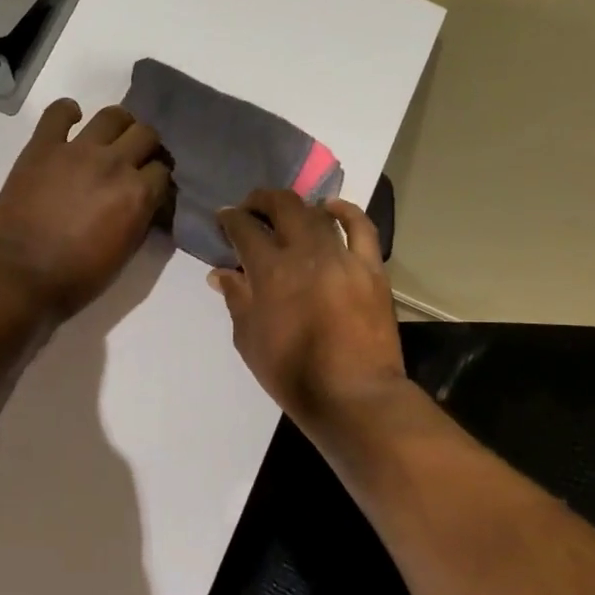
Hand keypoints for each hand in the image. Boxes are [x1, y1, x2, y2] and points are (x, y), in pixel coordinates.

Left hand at [0, 99, 171, 322]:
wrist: (21, 275)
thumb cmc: (76, 277)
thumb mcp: (124, 254)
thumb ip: (140, 219)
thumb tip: (145, 202)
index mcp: (138, 194)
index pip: (162, 170)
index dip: (158, 179)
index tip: (151, 186)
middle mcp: (114, 163)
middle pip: (145, 134)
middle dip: (145, 147)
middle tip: (133, 160)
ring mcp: (77, 150)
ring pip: (112, 116)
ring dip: (118, 125)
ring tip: (109, 138)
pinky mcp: (43, 146)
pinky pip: (58, 112)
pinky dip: (67, 112)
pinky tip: (70, 120)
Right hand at [210, 189, 409, 435]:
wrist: (353, 395)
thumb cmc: (291, 373)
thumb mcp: (249, 339)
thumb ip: (236, 299)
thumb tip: (222, 272)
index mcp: (271, 271)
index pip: (245, 228)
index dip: (231, 218)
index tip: (224, 218)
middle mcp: (307, 253)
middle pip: (284, 206)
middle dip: (262, 200)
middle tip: (251, 208)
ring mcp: (344, 258)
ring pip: (318, 214)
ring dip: (298, 207)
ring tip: (286, 213)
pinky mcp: (372, 269)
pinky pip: (362, 229)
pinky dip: (346, 212)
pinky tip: (332, 208)